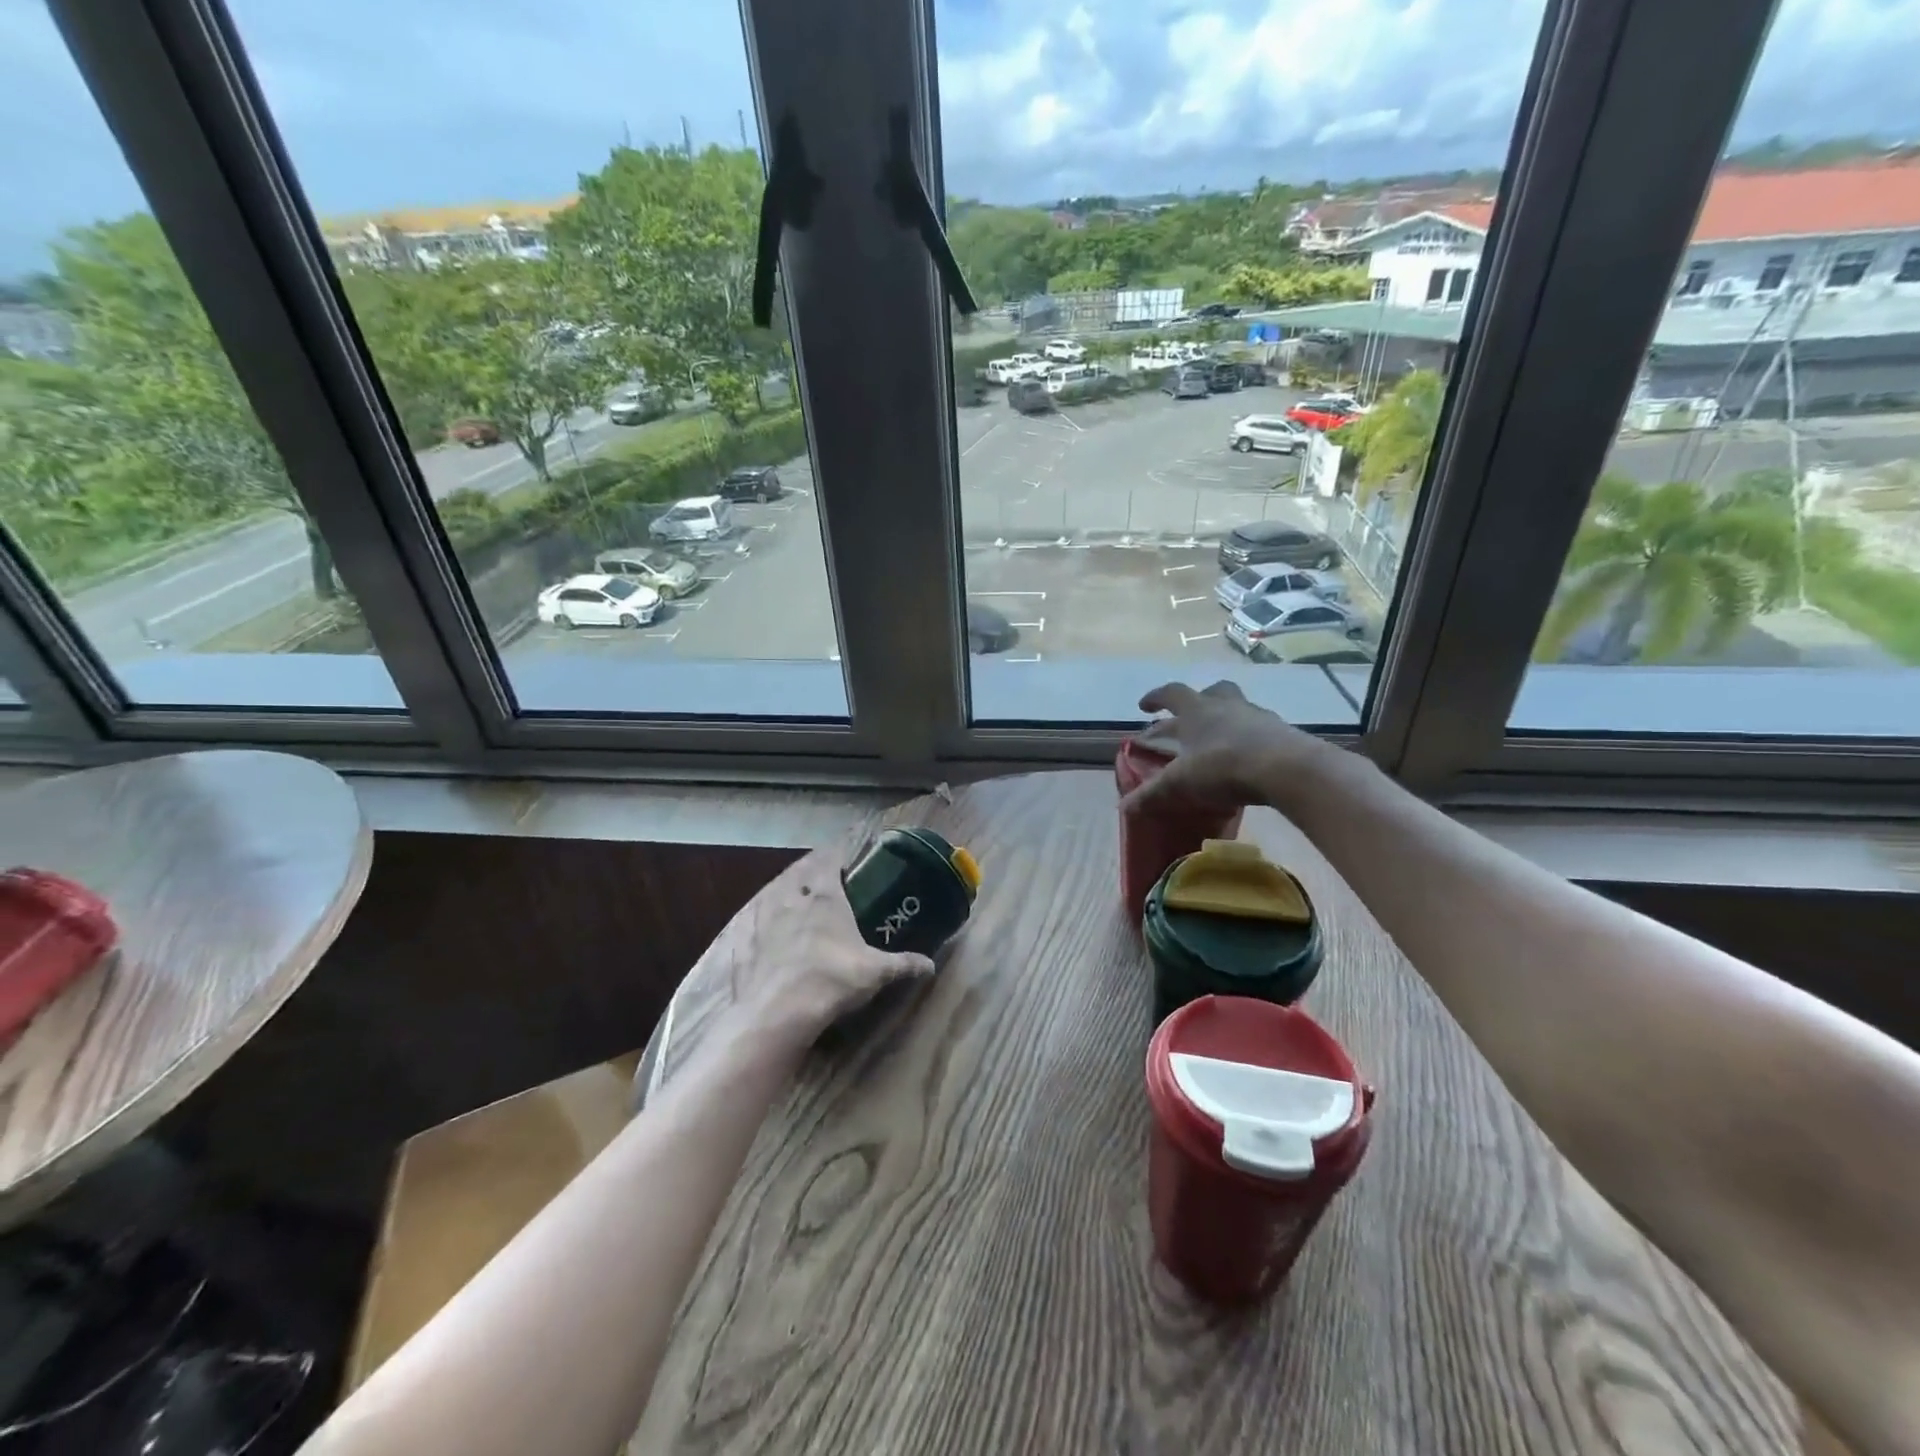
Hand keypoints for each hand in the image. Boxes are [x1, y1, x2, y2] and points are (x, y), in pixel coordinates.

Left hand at [717, 846, 933, 1051]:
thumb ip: (904, 964)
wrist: (776, 1014)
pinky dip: (754, 923)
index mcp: (824, 896)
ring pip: (770, 894)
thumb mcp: (875, 973)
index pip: (830, 861)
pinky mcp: (740, 941)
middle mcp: (790, 898)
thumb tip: (930, 965)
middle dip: (809, 873)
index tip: (845, 860)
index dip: (837, 857)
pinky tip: (757, 933)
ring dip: (781, 894)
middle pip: (799, 873)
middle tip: (819, 881)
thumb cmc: (832, 981)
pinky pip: (747, 923)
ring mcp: (761, 918)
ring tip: (790, 903)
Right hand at [1123, 680, 1331, 819]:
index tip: (1144, 706)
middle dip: (1197, 701)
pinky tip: (1248, 760)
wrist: (1287, 769)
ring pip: (1238, 708)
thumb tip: (1122, 807)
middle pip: (1211, 691)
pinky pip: (1261, 730)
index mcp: (1197, 710)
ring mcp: (1258, 717)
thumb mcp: (1180, 783)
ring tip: (1219, 740)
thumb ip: (1152, 794)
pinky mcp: (1282, 734)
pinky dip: (1249, 739)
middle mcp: (1227, 706)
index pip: (1171, 694)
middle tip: (1188, 717)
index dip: (1155, 698)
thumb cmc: (1224, 766)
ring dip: (1226, 719)